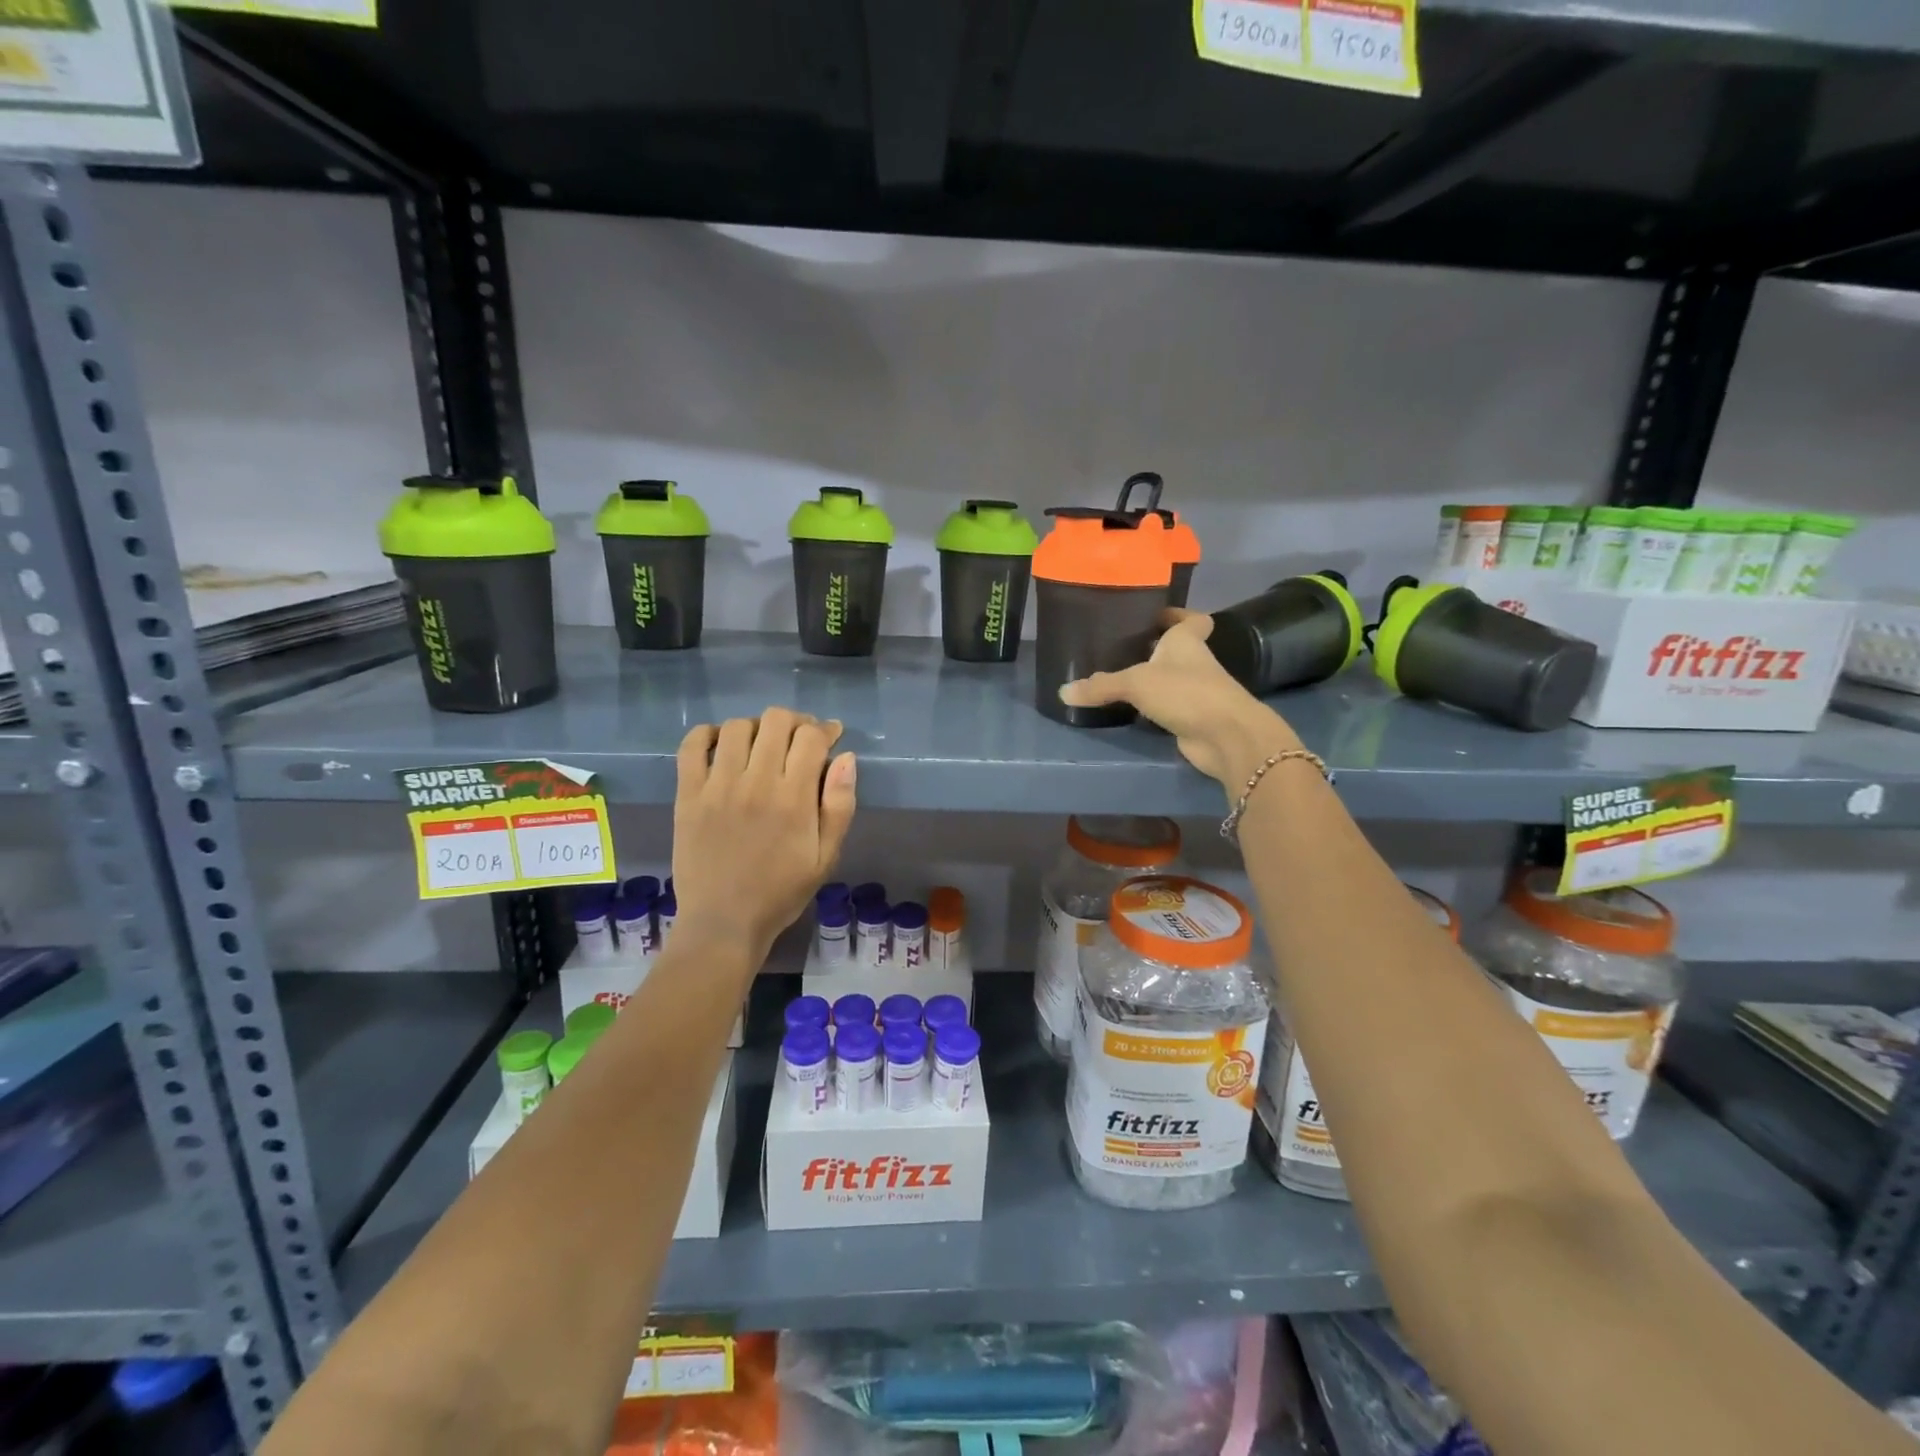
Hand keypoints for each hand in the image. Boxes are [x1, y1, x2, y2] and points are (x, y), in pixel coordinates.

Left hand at [672, 709, 856, 959]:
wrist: (723, 923)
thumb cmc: (781, 892)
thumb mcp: (826, 857)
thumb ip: (840, 805)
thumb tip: (846, 757)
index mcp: (794, 798)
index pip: (811, 738)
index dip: (826, 729)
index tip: (831, 736)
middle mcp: (756, 783)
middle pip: (776, 721)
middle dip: (796, 722)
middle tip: (799, 739)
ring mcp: (717, 786)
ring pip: (737, 727)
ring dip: (757, 727)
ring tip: (762, 744)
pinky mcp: (688, 795)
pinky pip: (692, 746)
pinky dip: (708, 734)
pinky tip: (721, 744)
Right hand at [1058, 610, 1303, 791]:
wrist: (1225, 736)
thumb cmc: (1186, 692)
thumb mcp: (1136, 682)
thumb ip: (1101, 685)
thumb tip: (1063, 692)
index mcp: (1186, 641)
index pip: (1191, 619)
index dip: (1177, 614)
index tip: (1154, 615)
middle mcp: (1194, 662)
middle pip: (1176, 649)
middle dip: (1153, 647)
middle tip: (1120, 646)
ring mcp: (1195, 692)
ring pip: (1170, 679)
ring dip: (1151, 679)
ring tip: (1116, 676)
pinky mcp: (1191, 718)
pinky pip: (1166, 707)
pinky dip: (1151, 707)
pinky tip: (1127, 709)